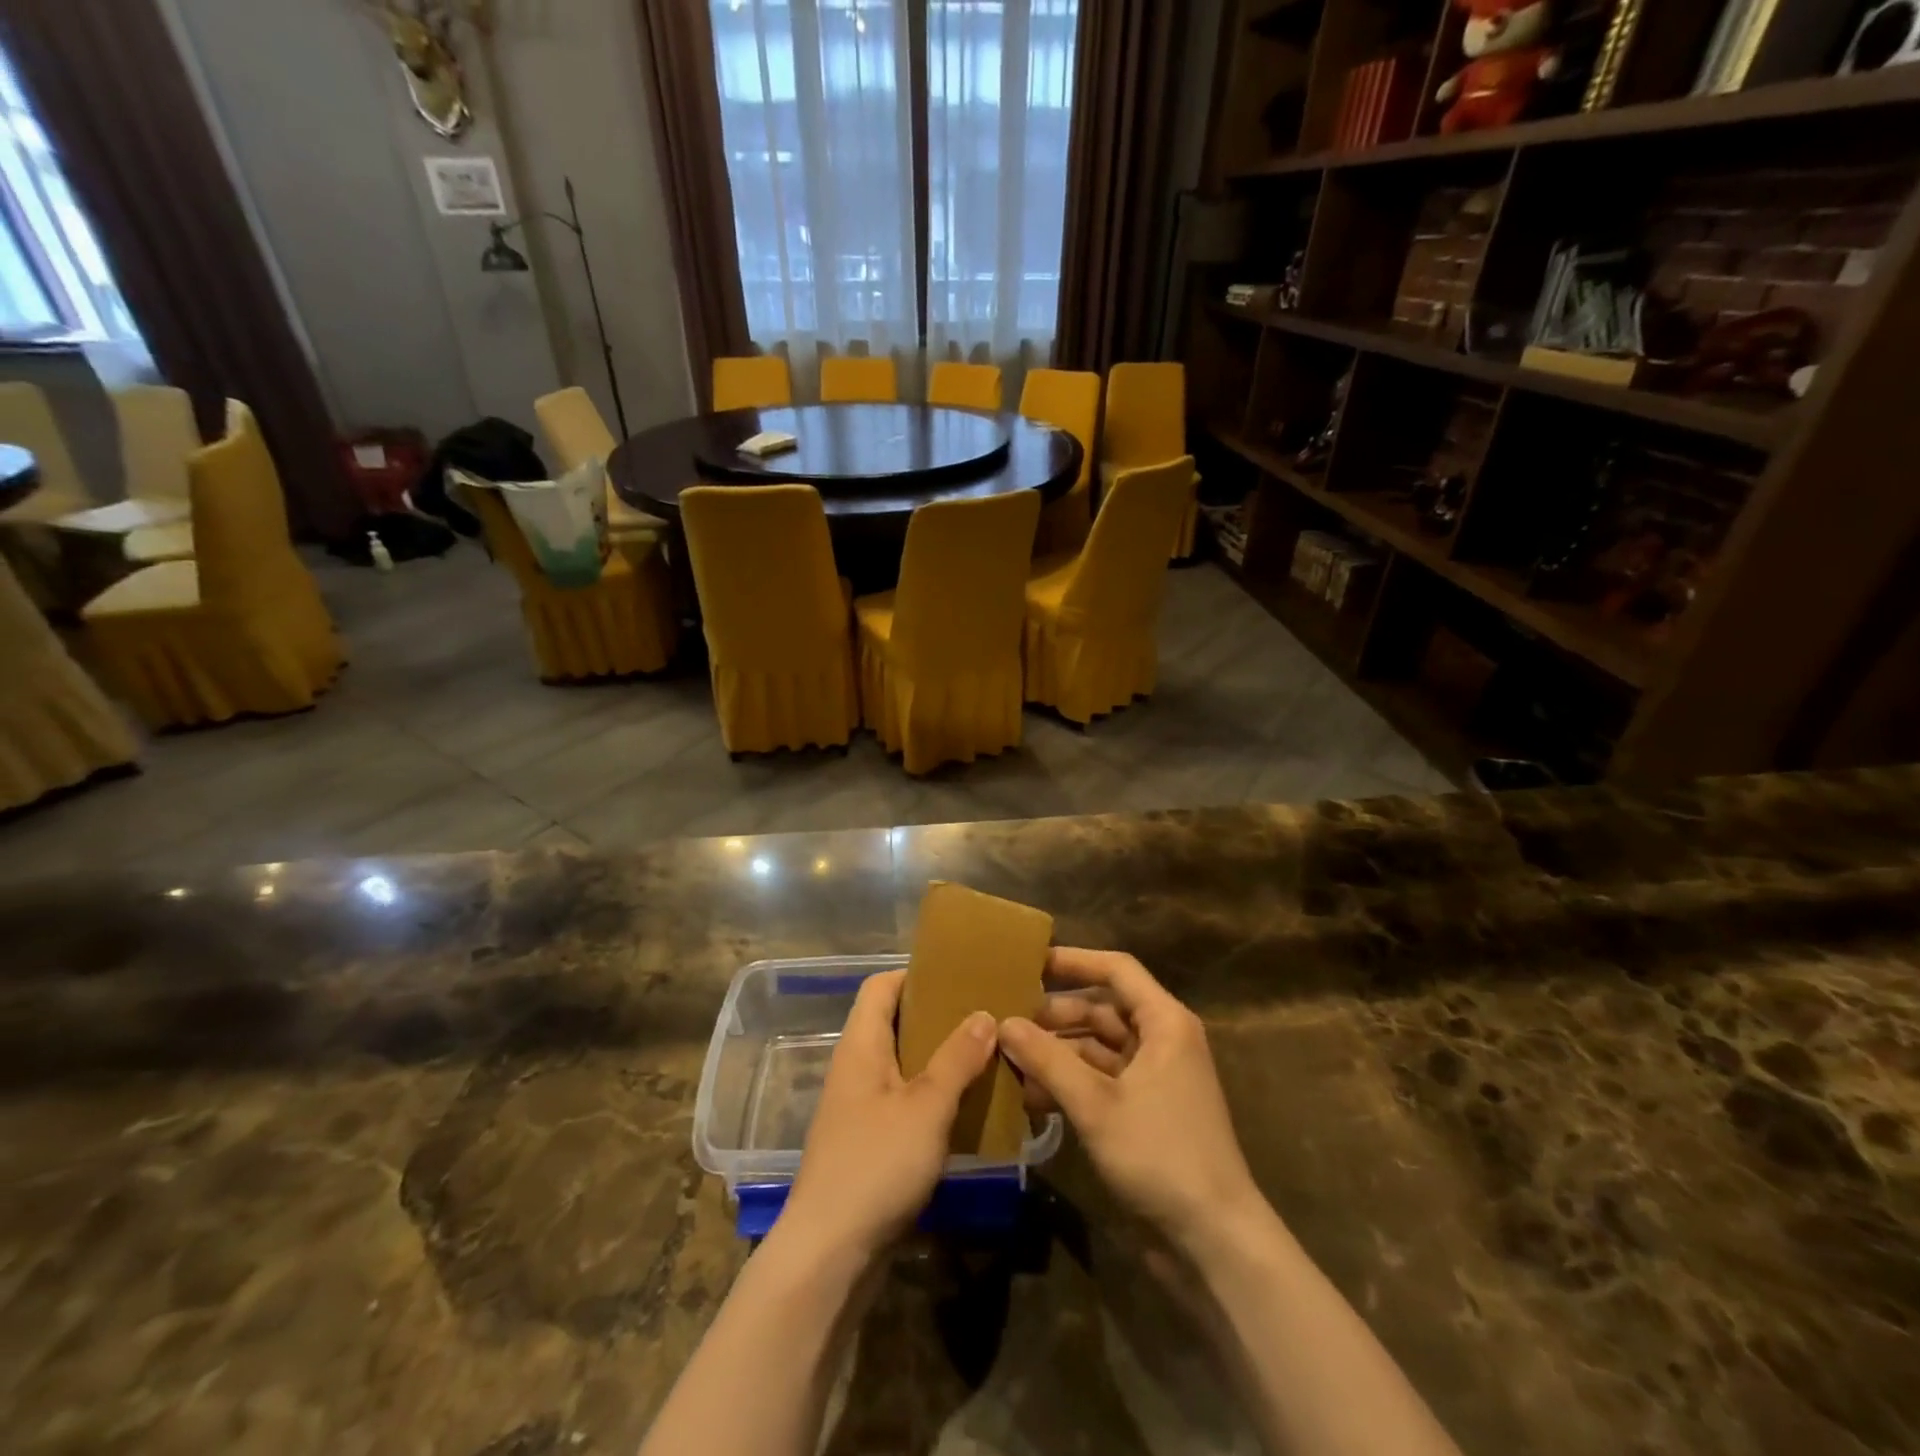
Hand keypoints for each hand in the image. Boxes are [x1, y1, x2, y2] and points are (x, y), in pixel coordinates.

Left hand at [780, 970, 998, 1262]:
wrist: (829, 1256)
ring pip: (903, 1065)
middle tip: (985, 1015)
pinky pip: (905, 1101)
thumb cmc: (876, 1165)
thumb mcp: (926, 1107)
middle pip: (894, 1023)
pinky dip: (934, 1096)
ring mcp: (860, 1108)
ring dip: (941, 1059)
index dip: (915, 974)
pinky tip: (969, 1106)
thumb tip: (985, 1015)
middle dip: (938, 1017)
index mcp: (860, 1046)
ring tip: (987, 1055)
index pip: (880, 986)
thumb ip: (957, 1059)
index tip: (959, 975)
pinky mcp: (869, 1143)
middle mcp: (856, 1068)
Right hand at [1000, 949, 1262, 1251]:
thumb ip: (1048, 1060)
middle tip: (1005, 1020)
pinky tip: (1030, 1097)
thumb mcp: (1097, 1104)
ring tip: (1009, 1060)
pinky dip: (1068, 1083)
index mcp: (1164, 1022)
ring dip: (1056, 1053)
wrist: (1214, 1241)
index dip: (1073, 961)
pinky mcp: (1144, 1110)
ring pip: (1096, 1047)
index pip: (1116, 970)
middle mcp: (1161, 1040)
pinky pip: (1100, 1080)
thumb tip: (1003, 1023)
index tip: (1028, 963)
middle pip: (1102, 1009)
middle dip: (1054, 1015)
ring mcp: (1153, 1077)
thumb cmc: (1161, 1154)